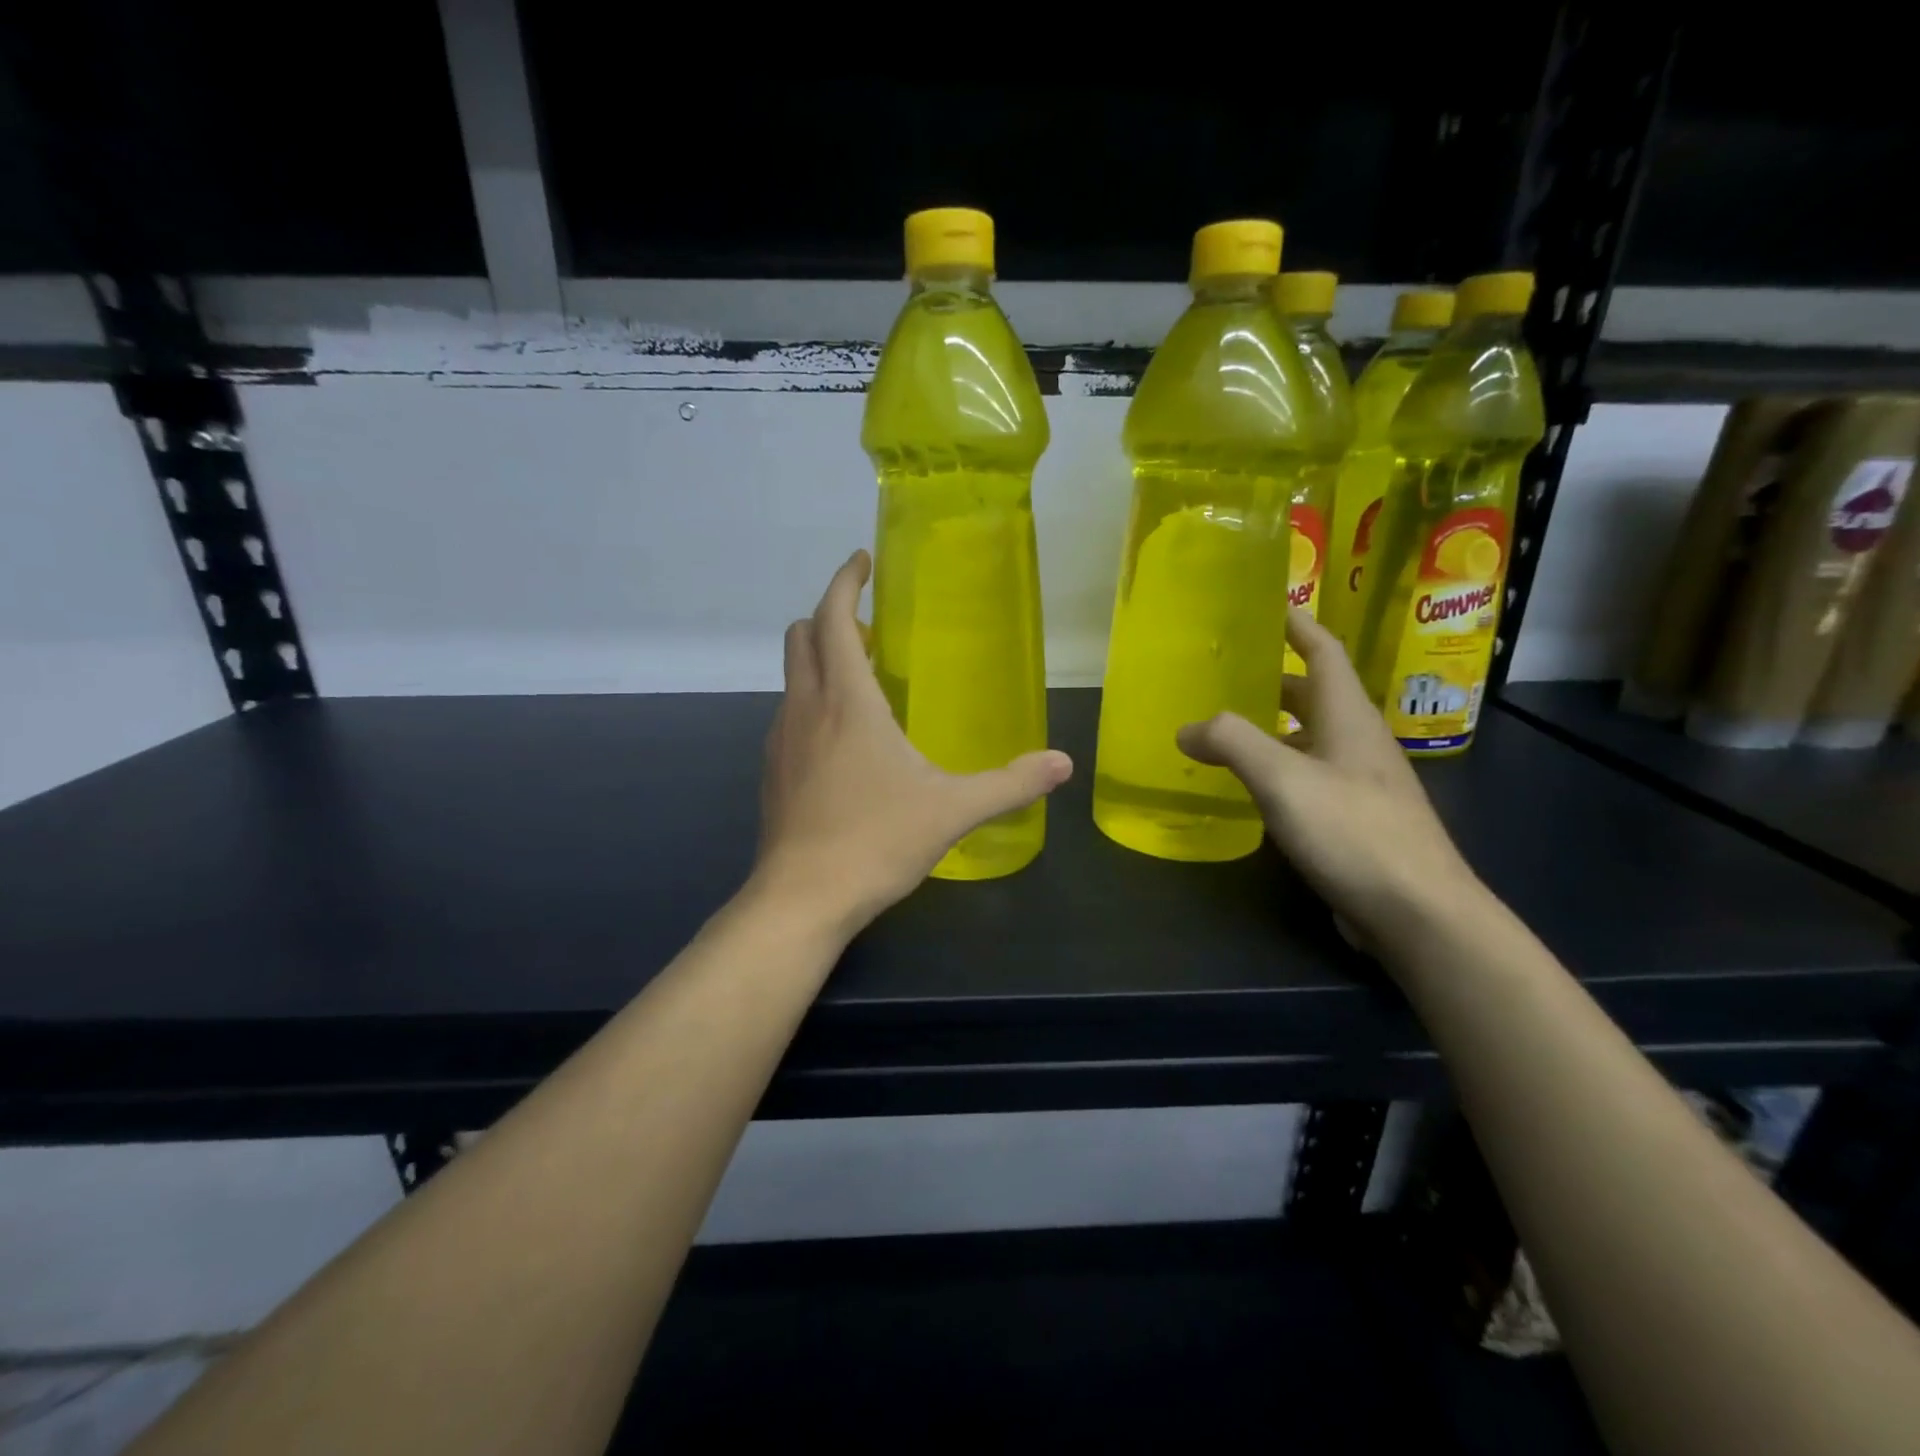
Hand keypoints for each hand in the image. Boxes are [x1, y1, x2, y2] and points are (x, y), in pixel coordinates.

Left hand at [751, 551, 1072, 936]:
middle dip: (831, 617)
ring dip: (820, 661)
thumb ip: (1011, 784)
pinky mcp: (772, 770)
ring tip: (862, 681)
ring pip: (792, 676)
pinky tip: (842, 741)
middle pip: (802, 636)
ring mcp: (781, 738)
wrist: (802, 898)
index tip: (862, 561)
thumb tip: (1062, 764)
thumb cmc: (877, 841)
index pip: (834, 617)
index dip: (845, 581)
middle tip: (870, 628)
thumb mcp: (953, 809)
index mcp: (847, 699)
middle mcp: (806, 706)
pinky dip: (812, 702)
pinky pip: (790, 714)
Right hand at [1176, 608, 1486, 955]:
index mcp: (1348, 716)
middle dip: (1273, 678)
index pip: (1323, 651)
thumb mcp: (1284, 778)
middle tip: (1223, 674)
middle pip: (1314, 694)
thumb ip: (1232, 743)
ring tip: (1222, 728)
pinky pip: (1308, 776)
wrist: (1419, 912)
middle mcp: (1358, 741)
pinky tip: (1248, 787)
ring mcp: (1360, 783)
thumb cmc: (1353, 831)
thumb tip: (1188, 728)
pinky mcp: (1355, 820)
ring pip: (1309, 738)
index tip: (1266, 605)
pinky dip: (1276, 768)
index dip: (1297, 625)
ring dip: (1271, 727)